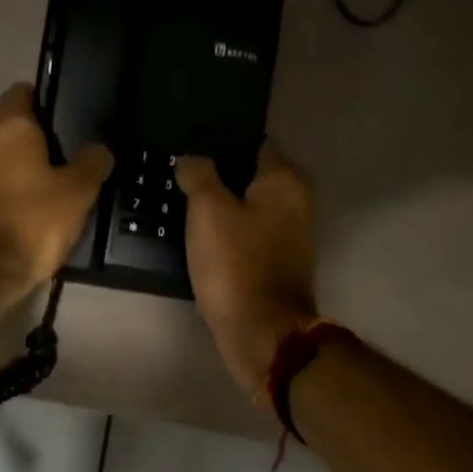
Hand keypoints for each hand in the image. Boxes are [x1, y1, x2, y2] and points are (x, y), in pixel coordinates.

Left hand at [0, 84, 112, 314]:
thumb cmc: (30, 226)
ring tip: (10, 187)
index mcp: (9, 127)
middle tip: (41, 161)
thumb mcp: (76, 196)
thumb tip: (99, 149)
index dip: (39, 104)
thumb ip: (91, 165)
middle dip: (14, 136)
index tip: (55, 124)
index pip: (21, 92)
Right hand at [177, 141, 318, 400]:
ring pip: (247, 205)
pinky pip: (245, 234)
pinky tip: (196, 234)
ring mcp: (288, 234)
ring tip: (180, 200)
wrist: (261, 331)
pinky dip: (225, 232)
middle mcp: (295, 201)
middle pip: (250, 174)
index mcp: (284, 180)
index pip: (253, 141)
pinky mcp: (275, 262)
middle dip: (217, 173)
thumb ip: (199, 175)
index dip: (220, 140)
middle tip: (177, 172)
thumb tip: (191, 159)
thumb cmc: (236, 264)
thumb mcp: (208, 210)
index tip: (188, 142)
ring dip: (219, 204)